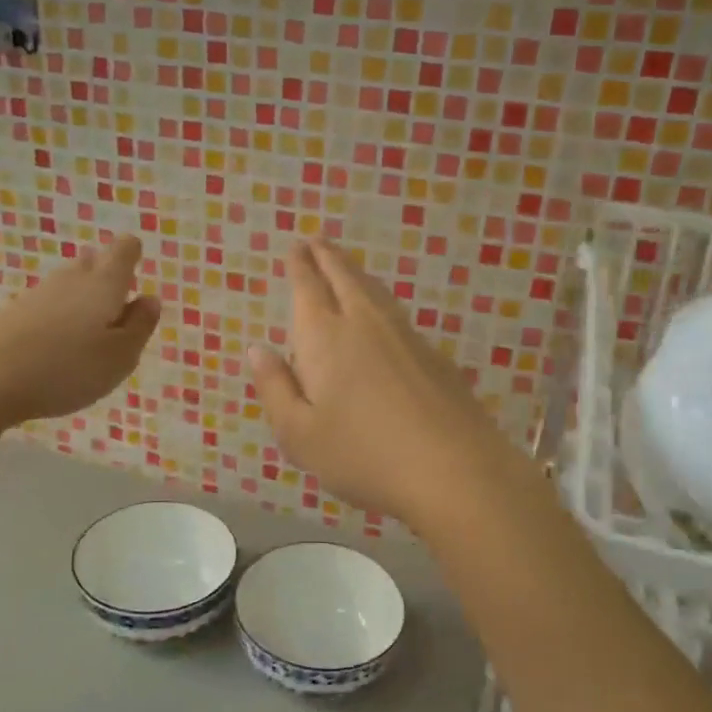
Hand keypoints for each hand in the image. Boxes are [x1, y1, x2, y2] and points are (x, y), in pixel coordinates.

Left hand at [0, 235, 160, 426]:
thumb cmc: (68, 368)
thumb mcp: (121, 357)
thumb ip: (141, 326)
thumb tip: (150, 299)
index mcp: (105, 284)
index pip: (124, 249)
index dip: (133, 256)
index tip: (135, 280)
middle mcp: (72, 278)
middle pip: (94, 261)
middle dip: (108, 278)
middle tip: (116, 312)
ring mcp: (39, 293)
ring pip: (69, 283)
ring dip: (83, 300)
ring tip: (89, 335)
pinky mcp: (14, 312)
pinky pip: (48, 304)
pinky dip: (59, 317)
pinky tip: (57, 347)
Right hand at [247, 239, 528, 527]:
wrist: (454, 470)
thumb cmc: (363, 455)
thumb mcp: (299, 435)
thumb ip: (275, 389)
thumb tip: (257, 350)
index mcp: (325, 338)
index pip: (309, 288)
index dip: (300, 266)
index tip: (297, 248)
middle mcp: (365, 324)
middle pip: (345, 278)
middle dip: (328, 258)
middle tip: (318, 242)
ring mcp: (406, 337)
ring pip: (376, 292)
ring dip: (357, 274)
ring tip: (347, 268)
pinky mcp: (435, 356)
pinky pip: (398, 314)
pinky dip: (381, 301)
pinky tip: (383, 315)